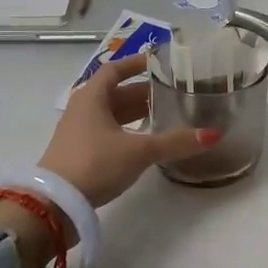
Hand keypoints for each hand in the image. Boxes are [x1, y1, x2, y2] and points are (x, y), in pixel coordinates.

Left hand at [38, 51, 218, 208]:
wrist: (54, 205)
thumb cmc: (95, 164)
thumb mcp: (139, 151)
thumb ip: (175, 142)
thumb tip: (213, 134)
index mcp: (92, 96)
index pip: (115, 69)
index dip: (137, 63)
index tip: (159, 62)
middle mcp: (82, 108)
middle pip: (115, 92)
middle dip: (143, 92)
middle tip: (172, 93)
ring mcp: (77, 131)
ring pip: (111, 113)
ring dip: (135, 113)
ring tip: (164, 116)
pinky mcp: (77, 152)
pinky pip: (105, 131)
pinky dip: (126, 130)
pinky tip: (143, 141)